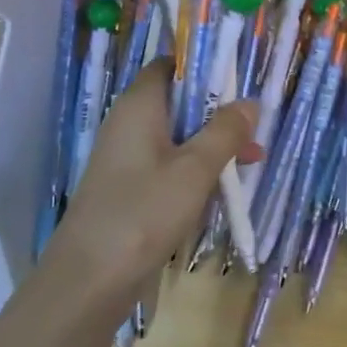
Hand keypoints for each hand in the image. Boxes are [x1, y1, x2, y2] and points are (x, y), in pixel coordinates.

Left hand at [45, 65, 259, 314]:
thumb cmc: (143, 213)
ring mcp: (128, 158)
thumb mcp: (195, 169)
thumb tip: (250, 103)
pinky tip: (224, 187)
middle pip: (179, 101)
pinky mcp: (131, 189)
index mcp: (139, 106)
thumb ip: (225, 132)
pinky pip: (170, 165)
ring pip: (178, 136)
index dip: (204, 66)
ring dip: (213, 143)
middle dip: (218, 111)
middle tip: (256, 125)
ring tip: (254, 157)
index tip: (240, 79)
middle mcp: (130, 124)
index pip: (170, 65)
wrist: (89, 280)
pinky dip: (197, 169)